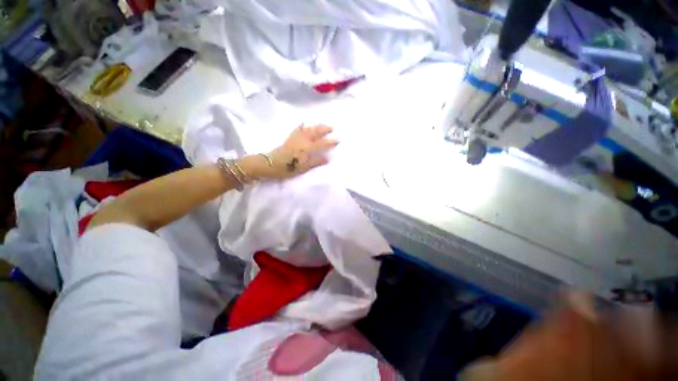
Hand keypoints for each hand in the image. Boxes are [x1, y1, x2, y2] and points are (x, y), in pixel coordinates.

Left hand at [241, 124, 338, 180]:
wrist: (269, 164)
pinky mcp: (289, 138)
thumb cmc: (287, 168)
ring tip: (322, 125)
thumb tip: (327, 159)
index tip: (338, 139)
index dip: (330, 142)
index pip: (321, 144)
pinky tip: (303, 123)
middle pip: (315, 132)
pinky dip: (301, 126)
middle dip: (324, 129)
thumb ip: (315, 162)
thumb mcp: (303, 168)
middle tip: (331, 127)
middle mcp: (302, 141)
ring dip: (315, 126)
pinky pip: (296, 129)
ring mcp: (295, 138)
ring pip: (307, 129)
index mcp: (306, 149)